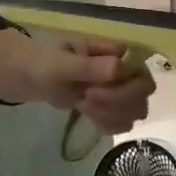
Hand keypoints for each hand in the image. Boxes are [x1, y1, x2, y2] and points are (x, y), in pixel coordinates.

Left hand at [36, 39, 155, 133]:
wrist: (31, 76)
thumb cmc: (45, 62)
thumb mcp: (62, 63)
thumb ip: (88, 66)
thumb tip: (119, 67)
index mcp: (114, 51)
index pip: (140, 71)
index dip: (123, 87)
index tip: (91, 92)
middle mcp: (123, 69)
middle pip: (143, 92)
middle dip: (115, 102)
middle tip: (86, 99)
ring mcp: (119, 89)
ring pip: (135, 110)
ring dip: (110, 114)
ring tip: (84, 106)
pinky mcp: (111, 107)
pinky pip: (123, 121)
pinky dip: (108, 124)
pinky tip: (89, 116)